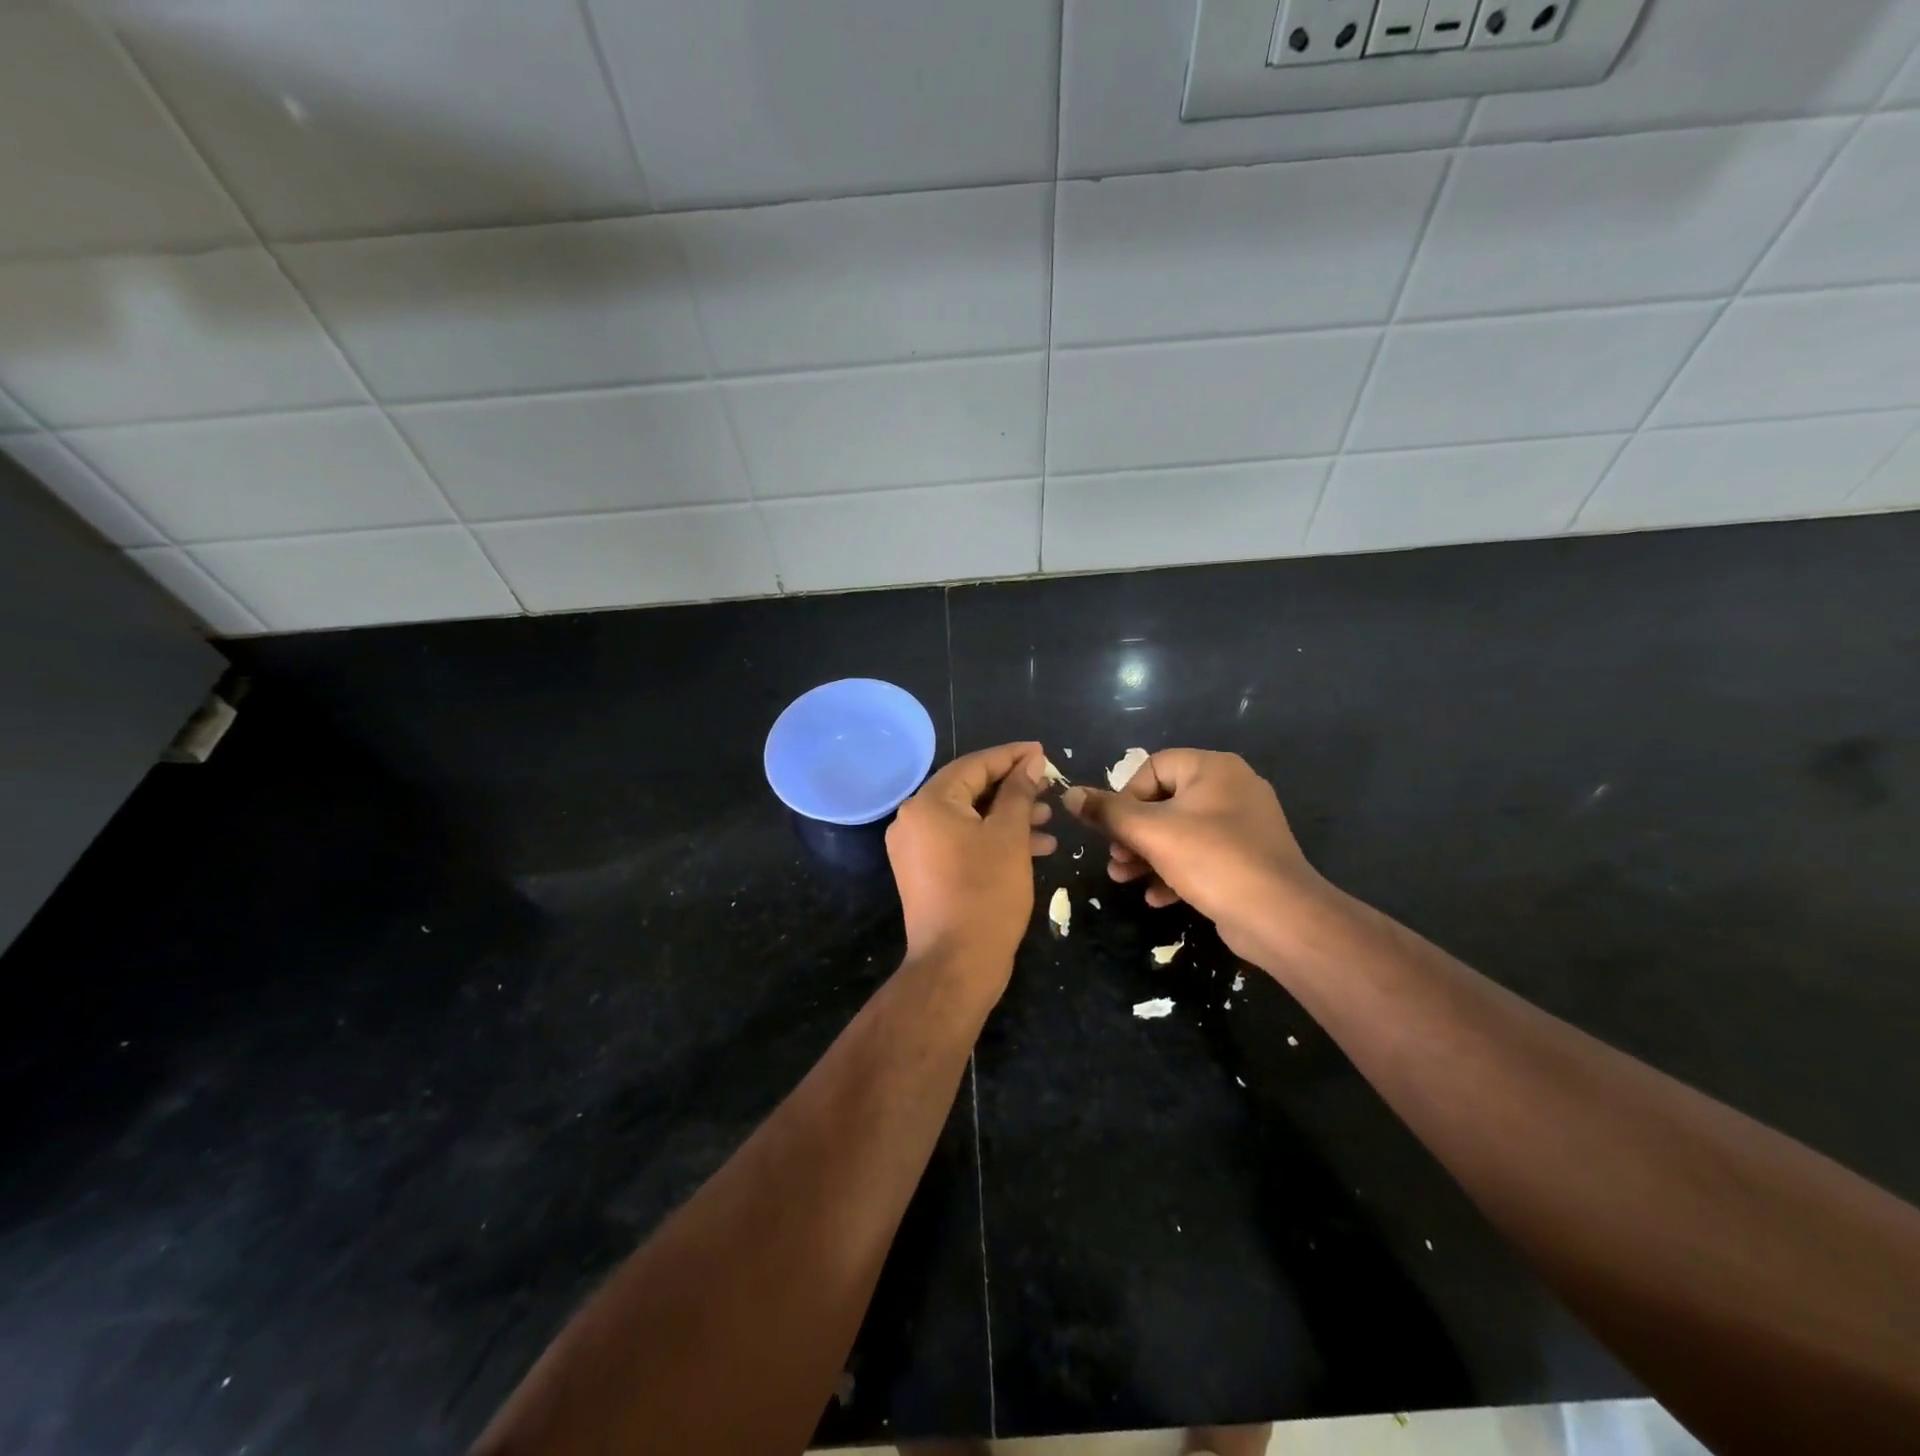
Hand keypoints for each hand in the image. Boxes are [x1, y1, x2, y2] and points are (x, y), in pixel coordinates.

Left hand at [887, 742, 1055, 990]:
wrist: (956, 964)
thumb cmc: (986, 893)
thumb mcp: (1009, 836)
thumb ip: (1019, 793)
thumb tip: (1031, 761)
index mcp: (928, 803)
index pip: (974, 765)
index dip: (1011, 757)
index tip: (1042, 752)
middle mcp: (914, 820)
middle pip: (969, 790)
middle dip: (1013, 789)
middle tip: (1049, 787)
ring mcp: (915, 849)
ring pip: (968, 819)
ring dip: (1008, 817)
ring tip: (1048, 820)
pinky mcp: (924, 873)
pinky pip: (961, 842)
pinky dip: (992, 840)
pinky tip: (1033, 848)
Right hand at [1063, 750, 1324, 962]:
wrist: (1280, 917)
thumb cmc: (1212, 860)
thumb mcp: (1150, 833)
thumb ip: (1107, 812)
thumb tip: (1069, 795)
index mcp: (1212, 769)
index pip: (1152, 768)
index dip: (1125, 797)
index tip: (1113, 829)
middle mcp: (1231, 788)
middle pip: (1163, 802)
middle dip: (1132, 834)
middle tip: (1115, 859)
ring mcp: (1242, 825)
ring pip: (1179, 832)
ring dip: (1147, 855)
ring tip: (1124, 879)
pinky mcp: (1246, 858)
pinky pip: (1201, 856)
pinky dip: (1175, 872)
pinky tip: (1157, 897)